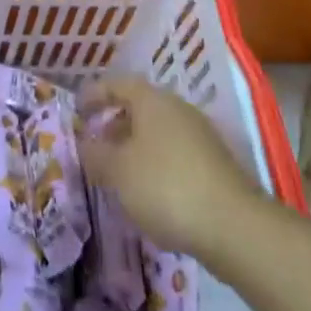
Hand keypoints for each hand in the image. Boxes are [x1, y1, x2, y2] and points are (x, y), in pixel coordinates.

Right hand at [78, 75, 259, 255]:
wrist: (233, 226)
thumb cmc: (165, 186)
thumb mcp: (117, 171)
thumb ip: (95, 153)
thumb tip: (84, 141)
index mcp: (152, 100)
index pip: (117, 84)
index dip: (94, 94)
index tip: (76, 110)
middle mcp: (178, 109)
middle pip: (139, 107)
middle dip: (114, 124)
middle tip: (94, 145)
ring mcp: (200, 136)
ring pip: (157, 133)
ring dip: (134, 147)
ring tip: (116, 173)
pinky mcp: (214, 165)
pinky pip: (174, 155)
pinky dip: (154, 165)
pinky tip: (147, 193)